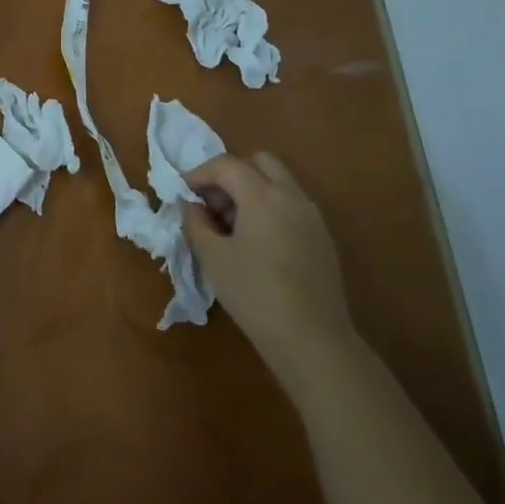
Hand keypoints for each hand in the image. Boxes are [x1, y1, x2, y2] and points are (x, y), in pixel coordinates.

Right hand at [181, 151, 353, 388]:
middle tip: (211, 203)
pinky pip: (291, 205)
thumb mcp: (212, 258)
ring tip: (229, 226)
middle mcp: (292, 197)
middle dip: (230, 174)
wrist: (313, 341)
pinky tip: (255, 243)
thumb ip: (196, 223)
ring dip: (250, 190)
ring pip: (278, 183)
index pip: (227, 165)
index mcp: (263, 196)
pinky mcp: (322, 239)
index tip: (182, 192)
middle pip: (259, 163)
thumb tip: (191, 206)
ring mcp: (312, 217)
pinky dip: (269, 208)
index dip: (199, 173)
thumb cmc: (254, 294)